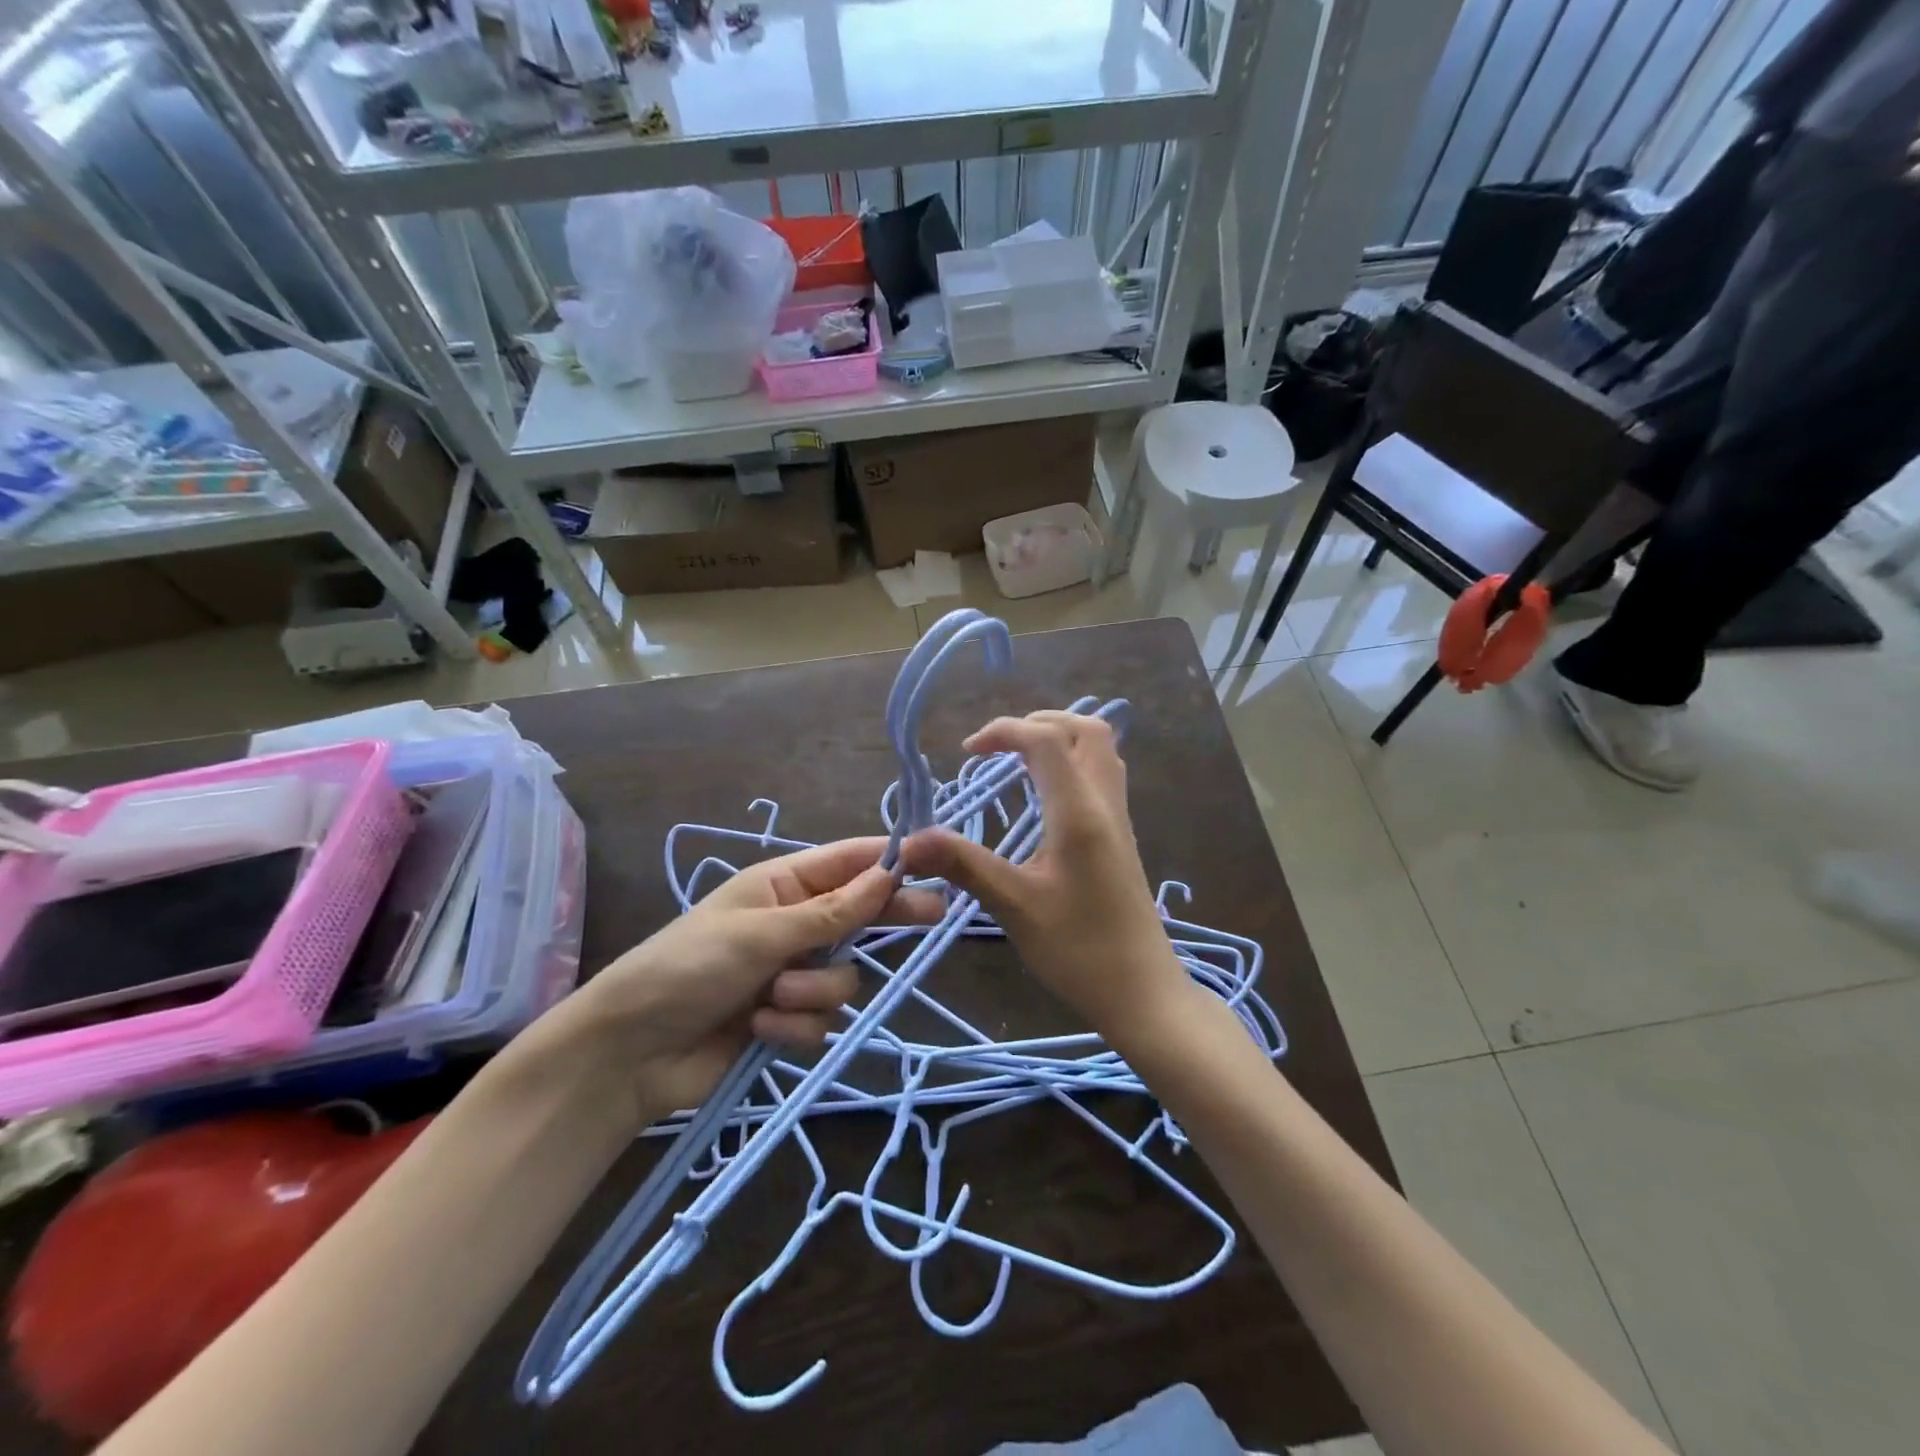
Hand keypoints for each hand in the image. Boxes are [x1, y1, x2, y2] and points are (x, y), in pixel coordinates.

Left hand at [554, 838, 940, 1121]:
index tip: (936, 862)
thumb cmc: (689, 968)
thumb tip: (889, 875)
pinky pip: (822, 1017)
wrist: (631, 1054)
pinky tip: (760, 1027)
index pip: (848, 863)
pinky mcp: (787, 1017)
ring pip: (843, 976)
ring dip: (814, 990)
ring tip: (774, 997)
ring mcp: (791, 971)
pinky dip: (796, 1023)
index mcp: (782, 885)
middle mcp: (793, 923)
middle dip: (885, 919)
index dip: (890, 861)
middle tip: (934, 916)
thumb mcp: (762, 933)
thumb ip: (831, 912)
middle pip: (859, 915)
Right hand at [901, 711, 1185, 1041]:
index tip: (967, 752)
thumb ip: (964, 865)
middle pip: (1086, 730)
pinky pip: (1103, 776)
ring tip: (1019, 759)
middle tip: (999, 747)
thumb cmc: (1079, 950)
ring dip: (1061, 740)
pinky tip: (1045, 794)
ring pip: (1101, 751)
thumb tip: (909, 841)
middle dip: (1039, 723)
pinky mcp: (1121, 837)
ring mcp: (1119, 819)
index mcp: (1079, 813)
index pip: (1046, 740)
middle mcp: (1105, 804)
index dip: (1004, 731)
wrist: (1142, 993)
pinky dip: (1073, 763)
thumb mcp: (1015, 906)